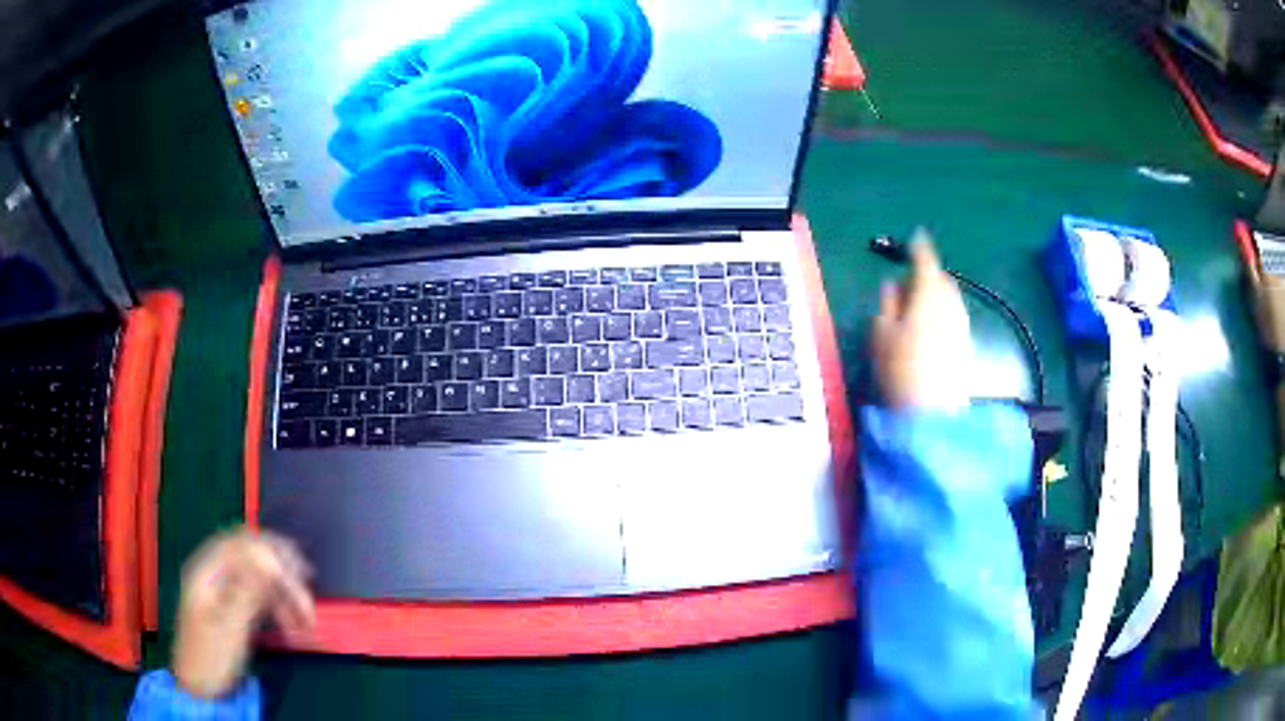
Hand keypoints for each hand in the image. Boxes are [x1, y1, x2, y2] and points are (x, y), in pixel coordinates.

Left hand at [172, 528, 314, 698]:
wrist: (198, 686)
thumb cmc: (210, 657)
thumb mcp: (229, 627)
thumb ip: (247, 591)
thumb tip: (269, 560)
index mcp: (206, 570)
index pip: (240, 543)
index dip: (271, 550)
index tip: (300, 572)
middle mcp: (214, 572)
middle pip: (250, 553)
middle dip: (281, 565)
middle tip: (309, 580)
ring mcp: (223, 589)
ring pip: (257, 576)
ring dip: (283, 592)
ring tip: (307, 618)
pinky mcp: (232, 606)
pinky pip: (257, 595)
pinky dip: (277, 606)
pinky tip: (292, 625)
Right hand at [871, 231, 972, 410]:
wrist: (931, 414)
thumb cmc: (900, 370)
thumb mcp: (882, 335)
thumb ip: (888, 304)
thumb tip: (892, 285)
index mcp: (929, 296)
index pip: (927, 263)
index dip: (920, 248)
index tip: (916, 238)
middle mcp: (951, 306)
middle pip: (943, 280)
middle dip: (929, 274)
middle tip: (910, 279)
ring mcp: (962, 326)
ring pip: (951, 298)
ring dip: (937, 294)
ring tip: (919, 304)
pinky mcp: (966, 345)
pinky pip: (955, 316)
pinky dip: (944, 311)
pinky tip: (931, 327)